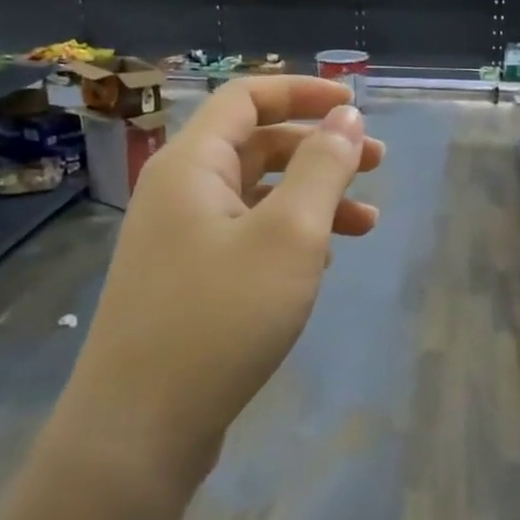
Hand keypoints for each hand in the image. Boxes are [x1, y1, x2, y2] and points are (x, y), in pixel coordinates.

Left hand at [49, 77, 383, 486]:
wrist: (140, 427)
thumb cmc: (222, 317)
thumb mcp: (289, 235)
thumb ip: (322, 167)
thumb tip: (347, 117)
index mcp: (190, 165)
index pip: (247, 98)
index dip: (303, 92)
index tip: (356, 107)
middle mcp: (178, 192)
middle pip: (256, 145)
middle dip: (319, 149)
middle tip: (378, 165)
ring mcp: (179, 240)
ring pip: (256, 196)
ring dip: (313, 198)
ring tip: (368, 223)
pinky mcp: (188, 282)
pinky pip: (246, 237)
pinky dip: (289, 237)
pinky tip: (323, 264)